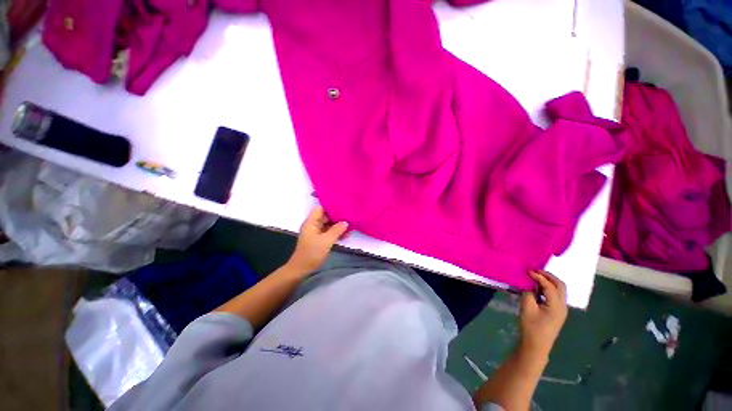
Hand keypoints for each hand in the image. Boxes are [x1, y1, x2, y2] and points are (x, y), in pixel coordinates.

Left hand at [286, 206, 348, 274]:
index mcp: (311, 222)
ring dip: (338, 225)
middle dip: (337, 216)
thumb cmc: (312, 253)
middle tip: (349, 215)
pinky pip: (329, 232)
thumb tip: (345, 222)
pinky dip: (336, 232)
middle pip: (325, 216)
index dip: (330, 206)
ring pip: (328, 225)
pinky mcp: (319, 239)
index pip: (320, 208)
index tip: (342, 206)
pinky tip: (346, 234)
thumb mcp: (326, 241)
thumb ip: (336, 230)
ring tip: (350, 225)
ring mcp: (316, 233)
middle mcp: (313, 225)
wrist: (302, 269)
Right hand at [518, 270, 567, 359]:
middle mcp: (562, 306)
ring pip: (559, 290)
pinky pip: (555, 295)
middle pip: (560, 285)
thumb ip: (528, 293)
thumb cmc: (531, 327)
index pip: (550, 286)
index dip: (539, 276)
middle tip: (534, 270)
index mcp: (557, 305)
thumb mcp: (527, 308)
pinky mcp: (557, 312)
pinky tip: (537, 288)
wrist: (536, 346)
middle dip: (548, 276)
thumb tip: (529, 284)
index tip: (527, 270)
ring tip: (535, 277)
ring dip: (549, 281)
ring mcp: (561, 310)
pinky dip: (548, 288)